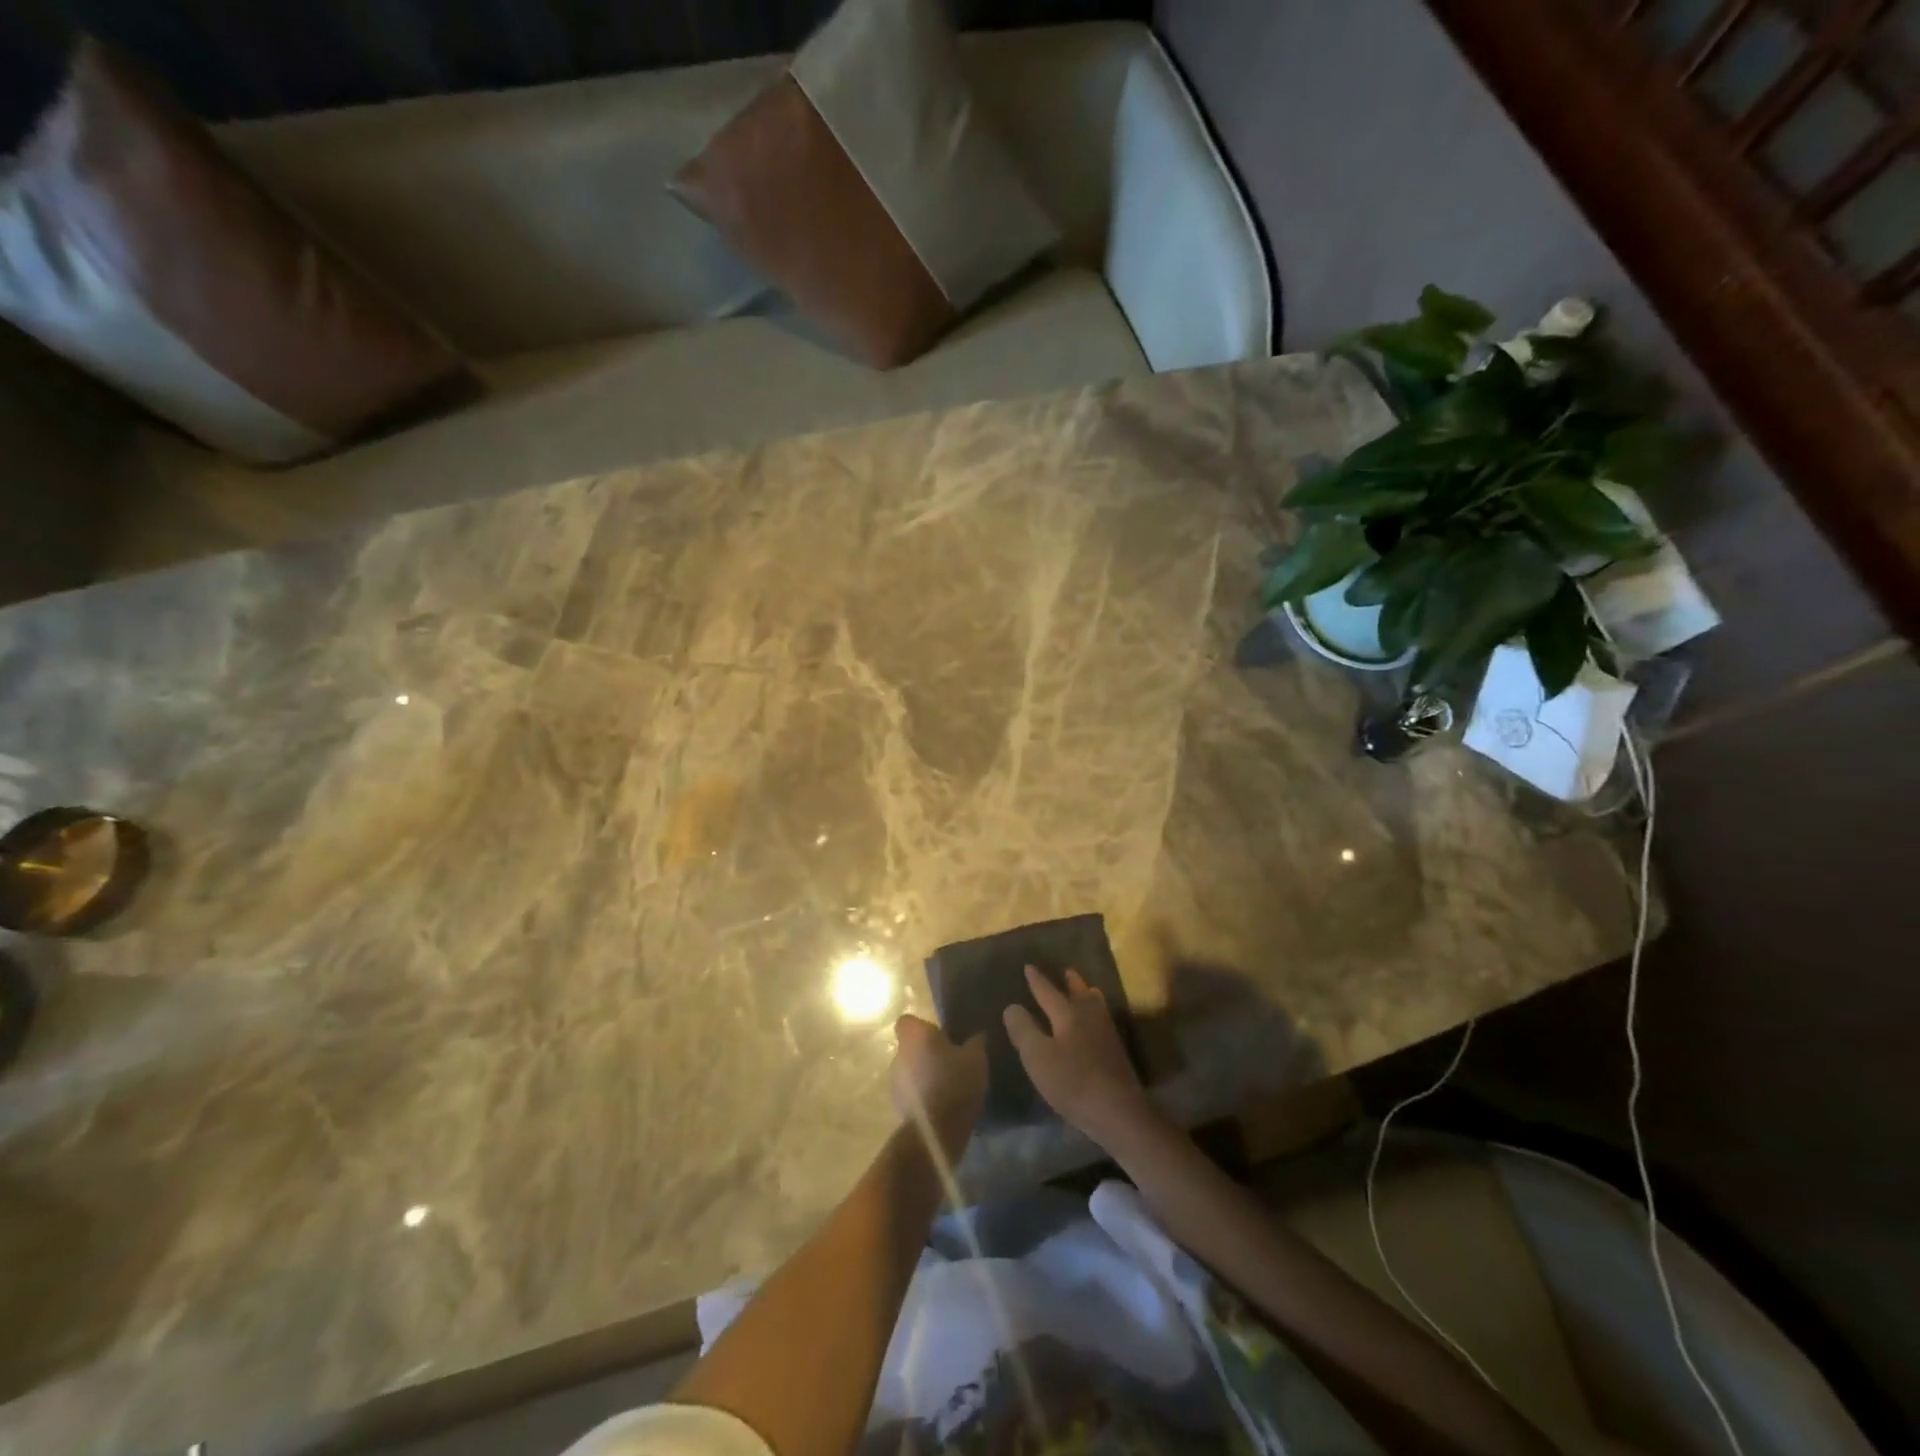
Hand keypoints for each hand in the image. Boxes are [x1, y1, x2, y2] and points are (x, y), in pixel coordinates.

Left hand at [891, 1014, 986, 1157]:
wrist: (937, 1131)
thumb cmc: (956, 1082)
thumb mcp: (976, 1058)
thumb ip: (975, 1042)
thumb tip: (977, 1034)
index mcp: (914, 1036)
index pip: (908, 1021)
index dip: (922, 1027)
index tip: (941, 1037)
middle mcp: (899, 1054)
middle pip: (910, 1047)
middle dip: (926, 1053)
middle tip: (950, 1062)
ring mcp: (895, 1081)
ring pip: (910, 1070)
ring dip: (924, 1075)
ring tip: (948, 1086)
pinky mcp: (897, 1106)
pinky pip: (911, 1093)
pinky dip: (923, 1096)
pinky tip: (942, 1105)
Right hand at [1003, 965, 1156, 1149]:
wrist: (1118, 1111)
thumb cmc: (1072, 1082)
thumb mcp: (1038, 1057)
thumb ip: (1023, 1030)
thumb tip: (1012, 1006)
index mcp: (1067, 1013)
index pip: (1048, 992)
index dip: (1036, 980)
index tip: (1028, 966)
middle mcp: (1089, 1015)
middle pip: (1079, 992)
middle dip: (1070, 982)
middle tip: (1065, 971)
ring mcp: (1106, 1032)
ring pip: (1095, 1004)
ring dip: (1086, 994)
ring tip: (1084, 990)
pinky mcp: (1116, 1050)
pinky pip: (1102, 1018)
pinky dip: (1095, 1011)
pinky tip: (1095, 1023)